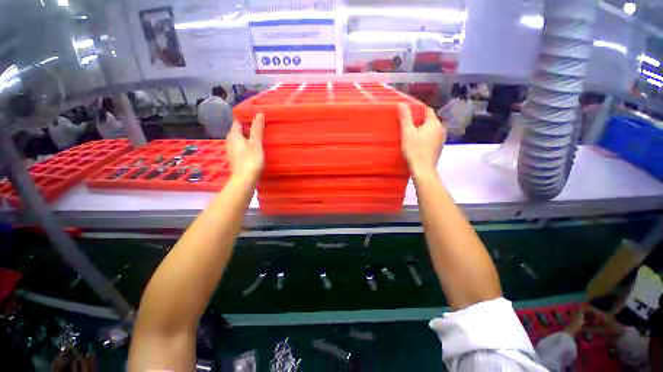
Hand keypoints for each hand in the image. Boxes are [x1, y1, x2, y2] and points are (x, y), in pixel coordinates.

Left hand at [226, 113, 263, 183]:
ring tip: (258, 135)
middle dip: (246, 126)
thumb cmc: (251, 161)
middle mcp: (229, 141)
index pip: (237, 121)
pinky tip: (253, 147)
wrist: (244, 180)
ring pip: (238, 139)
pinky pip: (239, 146)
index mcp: (234, 135)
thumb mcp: (256, 144)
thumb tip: (259, 113)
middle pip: (237, 130)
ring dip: (246, 136)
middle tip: (259, 125)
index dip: (245, 117)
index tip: (256, 115)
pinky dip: (245, 144)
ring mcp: (231, 150)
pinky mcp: (234, 158)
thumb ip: (257, 129)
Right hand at [398, 103, 444, 177]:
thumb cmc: (415, 150)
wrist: (423, 170)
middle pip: (429, 119)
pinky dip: (424, 135)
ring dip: (421, 128)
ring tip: (410, 130)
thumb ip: (405, 118)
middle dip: (419, 118)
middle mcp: (440, 129)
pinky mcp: (438, 148)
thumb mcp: (407, 133)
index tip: (408, 108)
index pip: (427, 110)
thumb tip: (402, 103)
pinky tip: (417, 141)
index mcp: (434, 123)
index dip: (418, 107)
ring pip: (430, 129)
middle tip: (406, 120)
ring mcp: (441, 139)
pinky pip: (431, 137)